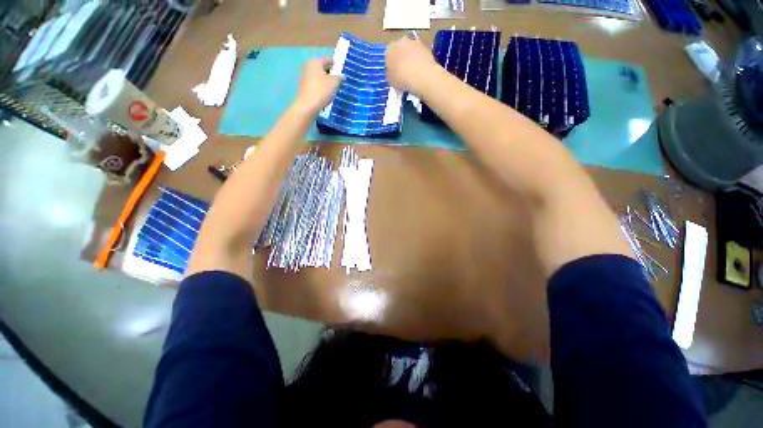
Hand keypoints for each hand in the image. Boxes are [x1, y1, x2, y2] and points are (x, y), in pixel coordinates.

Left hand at [295, 58, 340, 112]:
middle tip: (339, 80)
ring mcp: (304, 77)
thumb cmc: (321, 91)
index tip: (342, 70)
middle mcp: (308, 66)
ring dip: (326, 81)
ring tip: (334, 88)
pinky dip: (321, 87)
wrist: (308, 105)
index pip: (328, 60)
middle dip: (331, 73)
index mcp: (315, 62)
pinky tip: (326, 94)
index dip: (336, 64)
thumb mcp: (334, 83)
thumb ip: (339, 77)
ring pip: (319, 77)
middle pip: (322, 68)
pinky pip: (316, 84)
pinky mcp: (304, 87)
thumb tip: (342, 76)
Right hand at [386, 37, 436, 93]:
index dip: (391, 65)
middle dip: (401, 59)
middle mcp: (401, 41)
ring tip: (412, 73)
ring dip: (411, 59)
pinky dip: (419, 61)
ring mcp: (415, 43)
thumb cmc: (401, 78)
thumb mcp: (391, 81)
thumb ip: (390, 74)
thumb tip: (393, 73)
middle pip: (400, 50)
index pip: (388, 55)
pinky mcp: (426, 47)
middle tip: (403, 72)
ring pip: (410, 51)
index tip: (394, 73)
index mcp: (390, 48)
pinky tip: (420, 72)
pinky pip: (420, 55)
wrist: (421, 75)